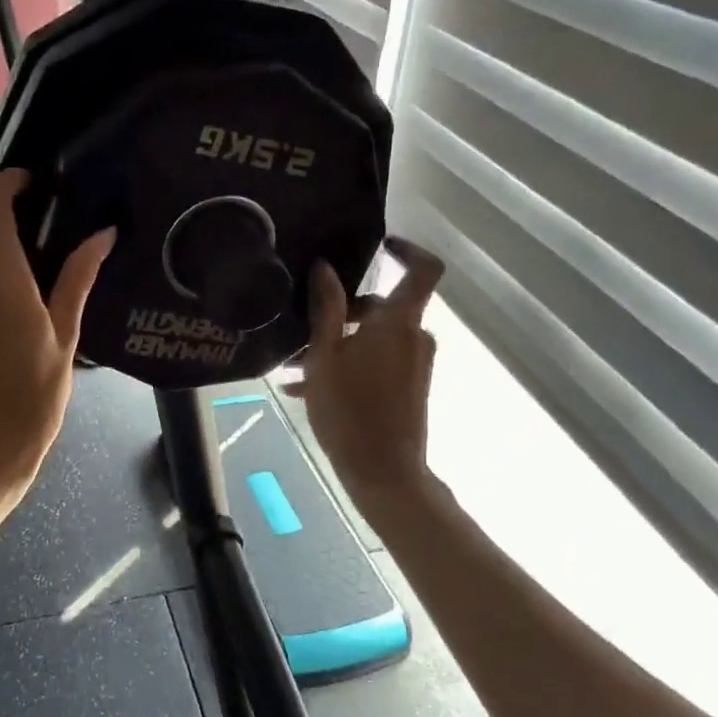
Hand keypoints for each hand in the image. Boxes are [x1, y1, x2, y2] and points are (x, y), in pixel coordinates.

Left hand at [0, 170, 114, 504]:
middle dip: (22, 248)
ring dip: (5, 277)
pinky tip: (7, 338)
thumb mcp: (66, 337)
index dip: (13, 181)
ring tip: (35, 318)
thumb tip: (102, 234)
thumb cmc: (33, 396)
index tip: (39, 188)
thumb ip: (78, 278)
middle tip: (56, 279)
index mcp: (0, 275)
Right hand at [284, 239, 444, 511]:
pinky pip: (378, 363)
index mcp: (398, 322)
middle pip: (382, 308)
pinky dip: (349, 366)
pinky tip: (307, 389)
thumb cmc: (349, 410)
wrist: (383, 470)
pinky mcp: (410, 388)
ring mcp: (414, 364)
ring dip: (338, 344)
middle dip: (341, 314)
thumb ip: (326, 309)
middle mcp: (414, 337)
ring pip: (374, 339)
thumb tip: (325, 267)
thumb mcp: (324, 356)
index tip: (380, 245)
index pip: (424, 269)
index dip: (407, 249)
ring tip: (294, 368)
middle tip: (301, 330)